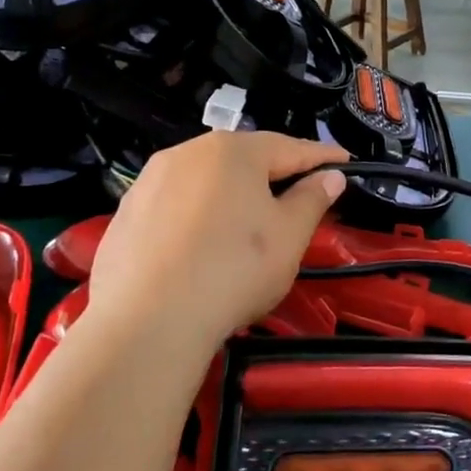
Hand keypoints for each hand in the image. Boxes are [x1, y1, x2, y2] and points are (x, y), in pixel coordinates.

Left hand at [85, 132, 347, 352]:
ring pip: (207, 181)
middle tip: (302, 191)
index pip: (291, 148)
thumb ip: (313, 199)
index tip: (345, 162)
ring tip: (253, 218)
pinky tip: (207, 244)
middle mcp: (187, 154)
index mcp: (233, 151)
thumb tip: (330, 176)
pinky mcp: (125, 216)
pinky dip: (200, 216)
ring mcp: (149, 183)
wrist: (147, 323)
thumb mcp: (290, 235)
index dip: (322, 157)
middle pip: (244, 159)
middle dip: (275, 172)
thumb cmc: (235, 269)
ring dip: (234, 193)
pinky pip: (177, 206)